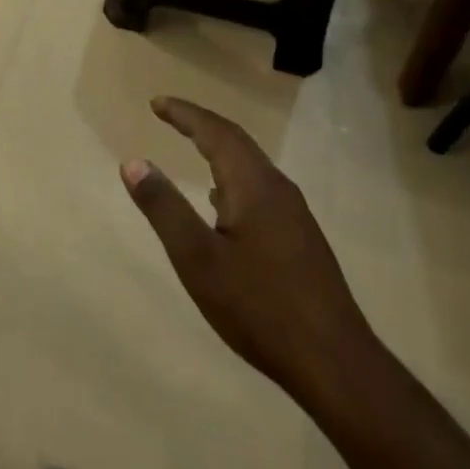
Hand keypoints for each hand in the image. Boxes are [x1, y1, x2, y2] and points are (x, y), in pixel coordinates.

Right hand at [123, 96, 376, 408]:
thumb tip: (133, 162)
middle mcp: (278, 189)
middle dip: (201, 124)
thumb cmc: (260, 308)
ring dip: (219, 149)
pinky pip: (260, 188)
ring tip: (192, 147)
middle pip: (237, 141)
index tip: (156, 103)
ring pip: (251, 166)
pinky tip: (223, 203)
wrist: (337, 365)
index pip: (215, 132)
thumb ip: (164, 208)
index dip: (185, 114)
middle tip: (169, 114)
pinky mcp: (301, 240)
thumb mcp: (198, 260)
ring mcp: (295, 215)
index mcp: (253, 185)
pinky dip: (233, 177)